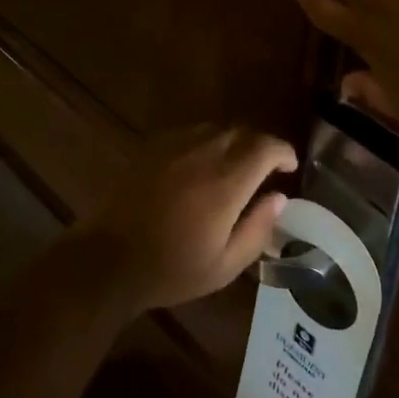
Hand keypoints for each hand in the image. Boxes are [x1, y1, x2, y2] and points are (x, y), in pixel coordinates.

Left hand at [76, 126, 297, 313]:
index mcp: (225, 182)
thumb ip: (257, 228)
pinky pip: (189, 133)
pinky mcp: (152, 147)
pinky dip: (206, 142)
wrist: (109, 259)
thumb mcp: (225, 265)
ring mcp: (174, 146)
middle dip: (260, 145)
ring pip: (216, 128)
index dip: (283, 151)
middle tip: (266, 168)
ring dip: (233, 142)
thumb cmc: (172, 269)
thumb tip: (279, 198)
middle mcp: (203, 153)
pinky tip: (201, 165)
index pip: (265, 147)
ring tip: (235, 166)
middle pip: (242, 131)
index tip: (289, 166)